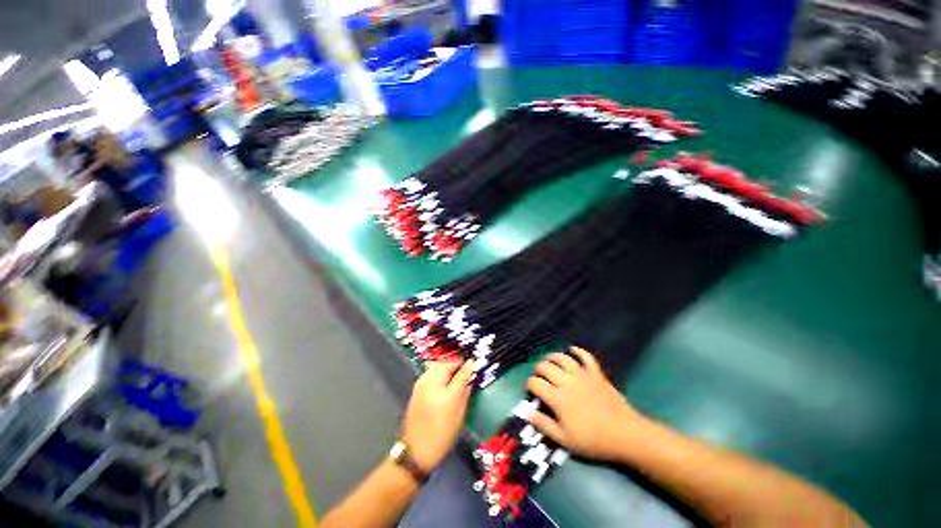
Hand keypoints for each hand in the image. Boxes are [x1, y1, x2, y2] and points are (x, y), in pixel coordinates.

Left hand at [401, 360, 474, 471]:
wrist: (416, 450)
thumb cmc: (442, 434)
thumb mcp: (459, 413)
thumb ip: (465, 390)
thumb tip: (471, 375)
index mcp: (443, 389)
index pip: (459, 369)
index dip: (468, 365)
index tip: (474, 364)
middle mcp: (430, 382)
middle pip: (446, 363)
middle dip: (456, 364)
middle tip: (465, 370)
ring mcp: (421, 383)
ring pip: (436, 365)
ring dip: (446, 366)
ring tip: (454, 374)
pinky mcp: (416, 387)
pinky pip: (429, 372)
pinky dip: (438, 371)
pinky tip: (443, 380)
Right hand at [524, 346, 648, 461]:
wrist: (625, 434)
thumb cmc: (593, 440)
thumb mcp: (564, 439)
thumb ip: (543, 424)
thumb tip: (526, 413)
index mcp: (557, 397)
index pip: (535, 383)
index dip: (529, 385)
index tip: (531, 392)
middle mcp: (566, 381)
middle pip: (545, 367)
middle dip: (537, 370)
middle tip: (539, 378)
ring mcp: (582, 374)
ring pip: (562, 358)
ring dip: (552, 357)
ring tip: (549, 362)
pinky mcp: (596, 373)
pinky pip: (585, 356)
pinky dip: (578, 351)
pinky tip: (572, 350)